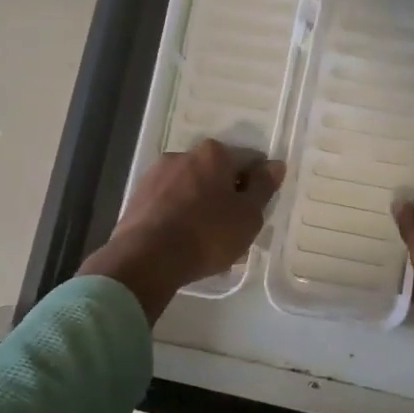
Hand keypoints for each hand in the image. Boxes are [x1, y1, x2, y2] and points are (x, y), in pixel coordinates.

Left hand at [80, 140, 284, 322]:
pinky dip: (180, 214)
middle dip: (227, 194)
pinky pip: (170, 202)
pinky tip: (183, 240)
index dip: (258, 184)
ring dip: (202, 204)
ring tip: (206, 239)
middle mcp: (184, 154)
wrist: (146, 258)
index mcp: (215, 154)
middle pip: (217, 172)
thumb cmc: (207, 234)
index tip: (256, 210)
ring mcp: (157, 174)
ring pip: (191, 187)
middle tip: (234, 228)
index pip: (249, 161)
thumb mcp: (248, 215)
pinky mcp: (138, 196)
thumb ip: (263, 187)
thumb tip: (275, 164)